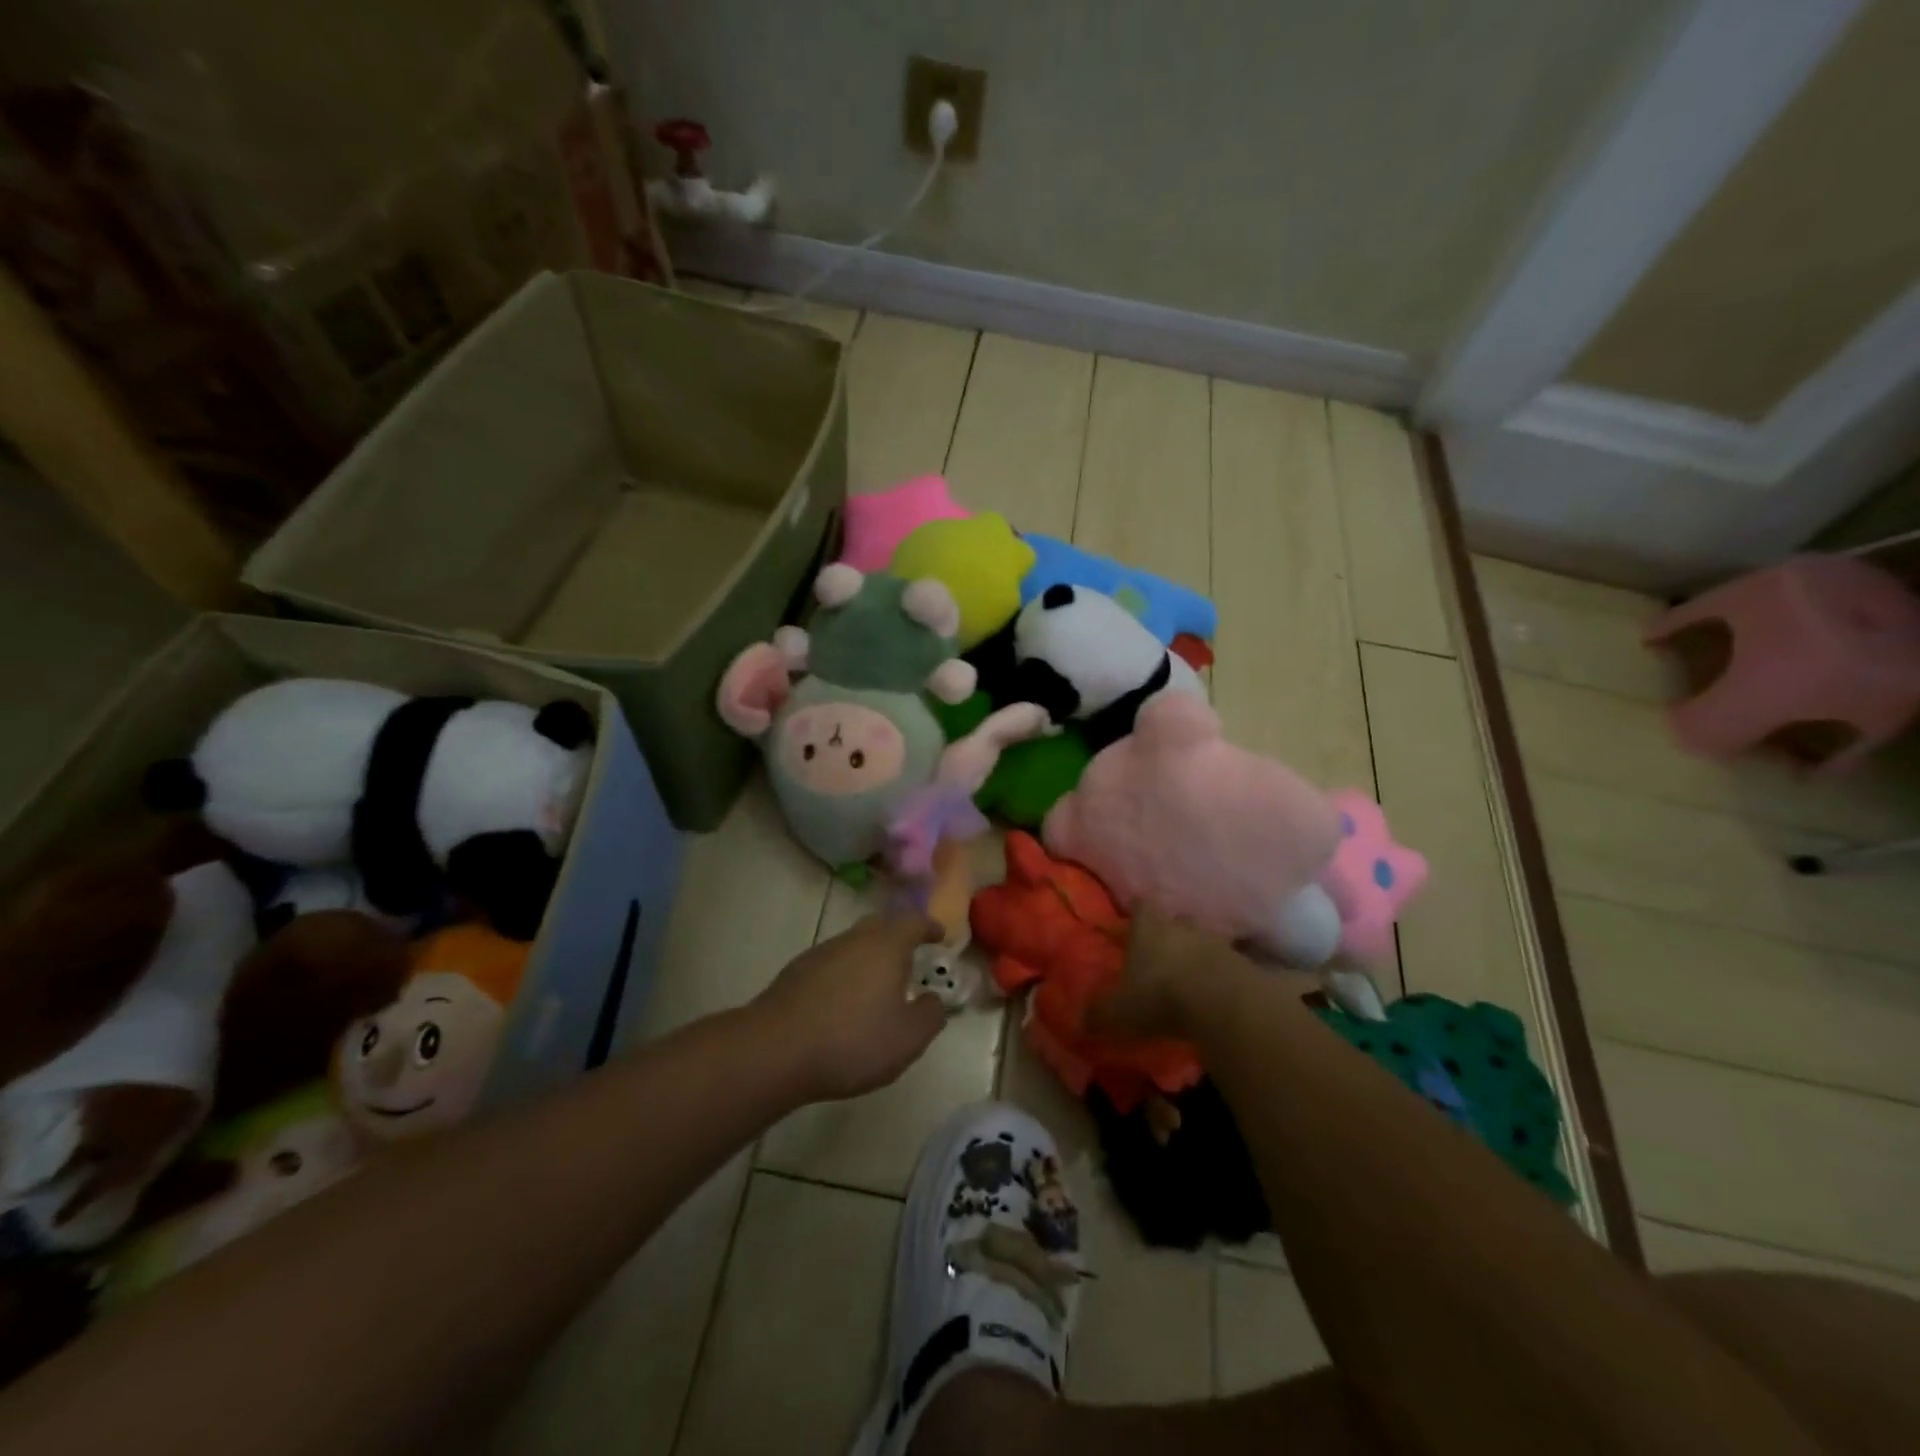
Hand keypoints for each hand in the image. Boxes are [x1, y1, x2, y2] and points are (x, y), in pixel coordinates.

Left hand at [754, 913, 948, 1101]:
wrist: (776, 1050)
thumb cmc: (852, 1041)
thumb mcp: (907, 1039)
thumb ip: (930, 1016)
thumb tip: (933, 1000)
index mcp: (886, 946)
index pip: (913, 922)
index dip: (929, 927)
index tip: (939, 935)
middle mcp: (854, 939)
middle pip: (880, 925)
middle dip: (897, 937)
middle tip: (910, 957)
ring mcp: (821, 952)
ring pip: (853, 944)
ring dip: (869, 957)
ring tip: (877, 985)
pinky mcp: (796, 972)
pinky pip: (831, 963)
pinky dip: (844, 974)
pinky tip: (842, 1002)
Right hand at [1090, 905, 1319, 1042]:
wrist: (1222, 1005)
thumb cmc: (1160, 997)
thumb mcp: (1119, 1012)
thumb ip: (1099, 1014)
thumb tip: (1079, 1020)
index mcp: (1149, 927)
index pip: (1142, 906)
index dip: (1138, 914)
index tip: (1134, 925)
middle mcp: (1183, 926)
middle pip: (1176, 921)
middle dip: (1170, 935)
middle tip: (1162, 956)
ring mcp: (1217, 942)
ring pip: (1204, 942)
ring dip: (1198, 956)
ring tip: (1191, 980)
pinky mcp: (1245, 965)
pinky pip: (1229, 966)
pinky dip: (1221, 977)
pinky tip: (1215, 996)